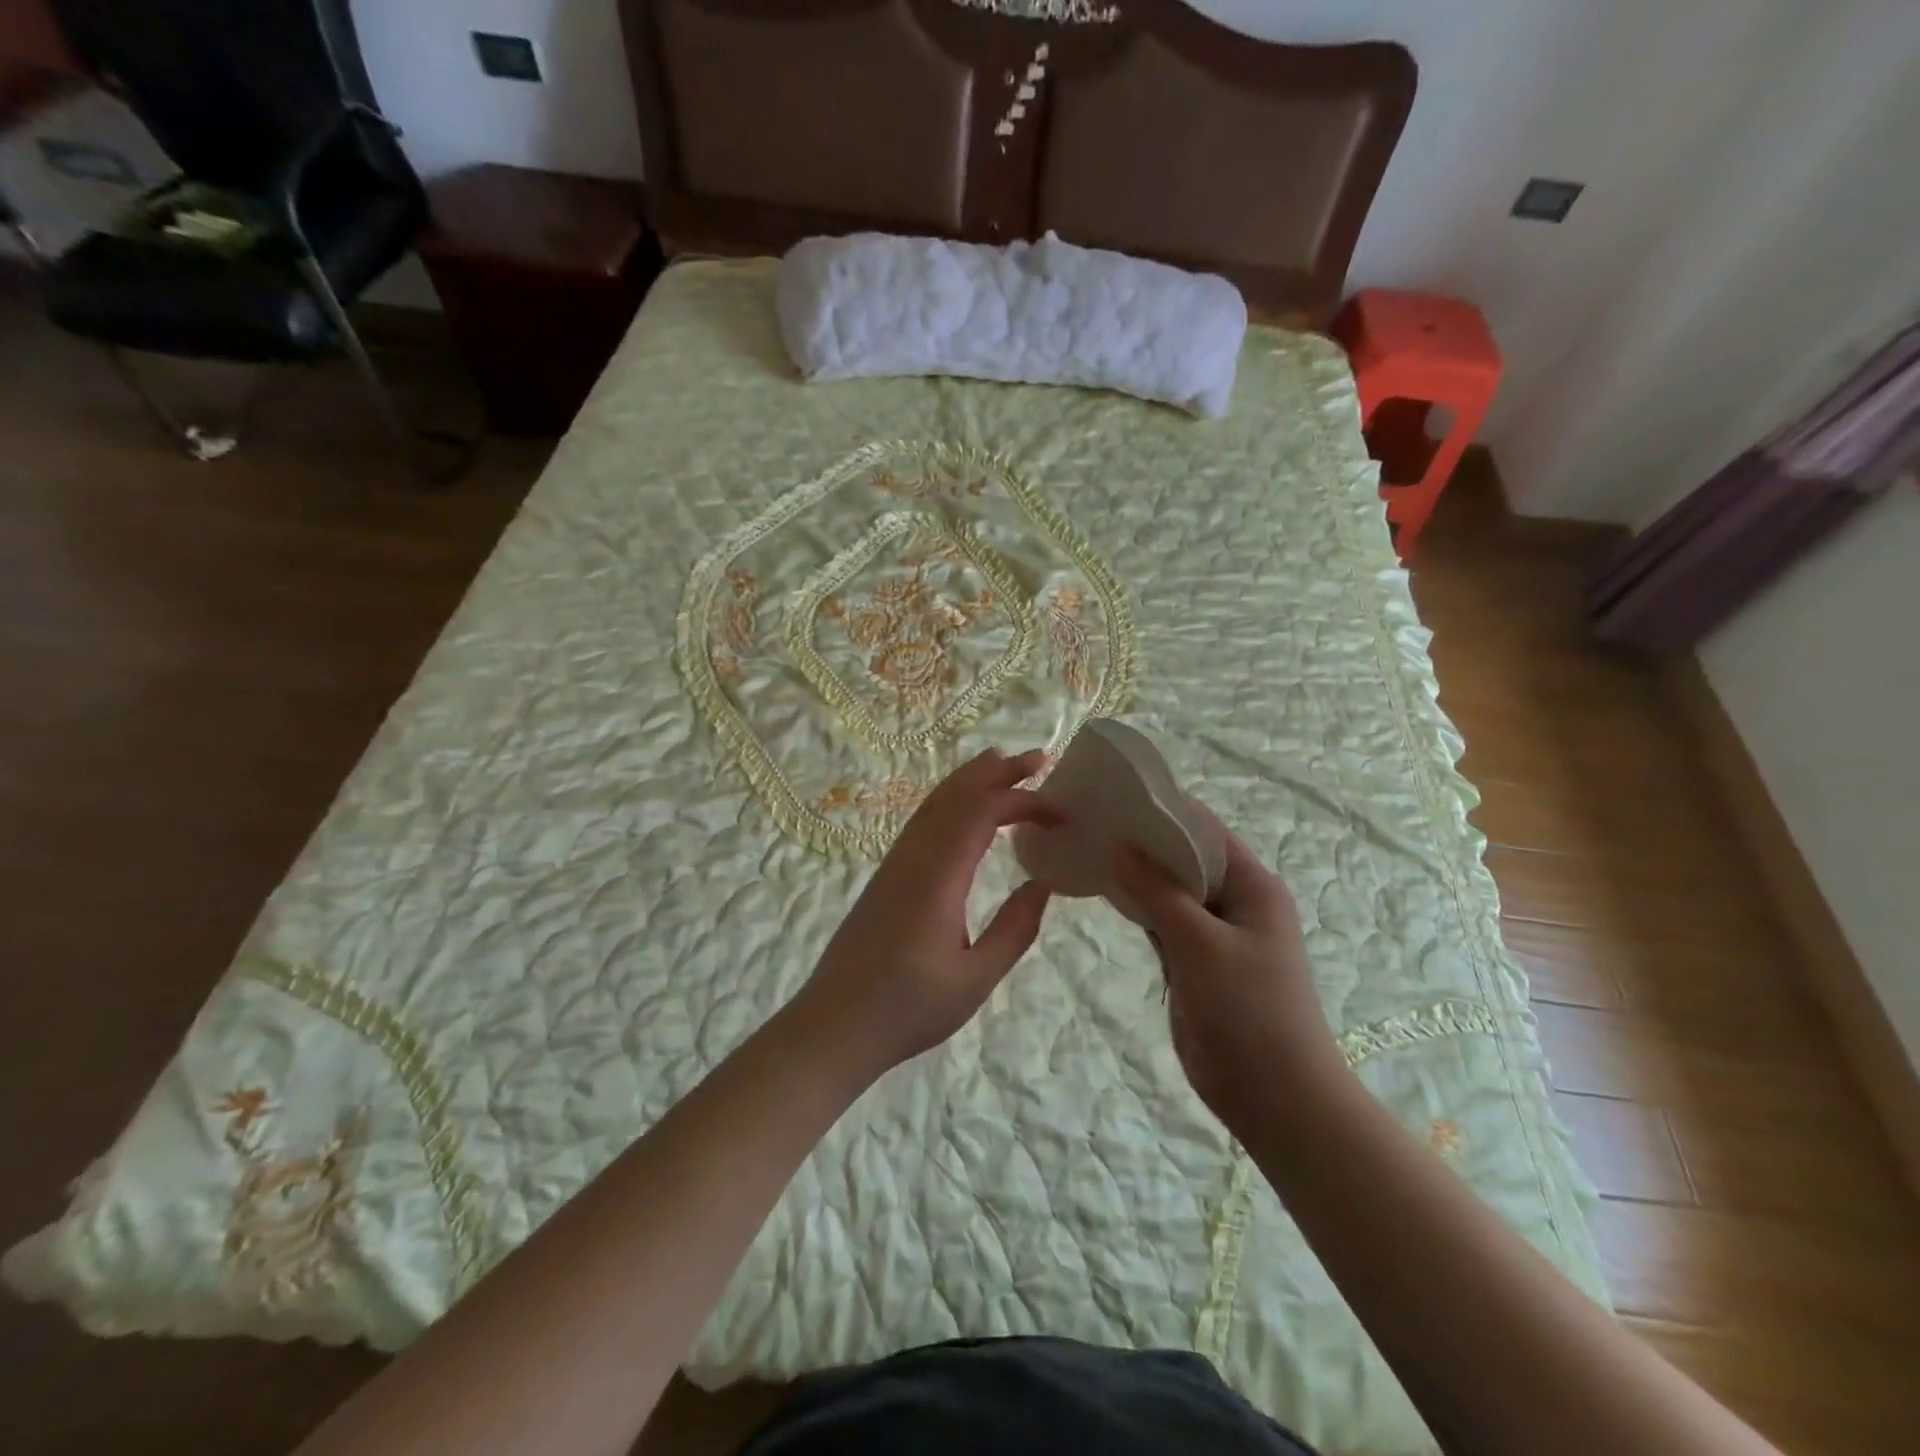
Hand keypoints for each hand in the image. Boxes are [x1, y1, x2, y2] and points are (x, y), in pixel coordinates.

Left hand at [794, 749, 1061, 1079]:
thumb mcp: (974, 979)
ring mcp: (894, 864)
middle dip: (997, 772)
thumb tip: (1044, 884)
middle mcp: (913, 858)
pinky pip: (922, 821)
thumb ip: (1014, 929)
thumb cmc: (907, 1009)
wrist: (833, 1026)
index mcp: (937, 878)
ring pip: (934, 804)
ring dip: (971, 780)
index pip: (982, 814)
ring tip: (1003, 765)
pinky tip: (963, 810)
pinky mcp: (886, 876)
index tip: (1061, 814)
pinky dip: (950, 801)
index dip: (1024, 802)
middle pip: (955, 796)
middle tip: (1038, 759)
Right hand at [1113, 810, 1346, 1135]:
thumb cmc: (1249, 1009)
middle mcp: (1234, 901)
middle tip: (1090, 822)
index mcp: (1251, 885)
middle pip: (1184, 857)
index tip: (1113, 795)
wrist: (1276, 1097)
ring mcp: (1214, 933)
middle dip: (1142, 841)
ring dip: (1137, 874)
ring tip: (1088, 848)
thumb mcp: (1200, 943)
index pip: (1203, 830)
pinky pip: (1163, 922)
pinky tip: (1103, 892)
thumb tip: (1119, 846)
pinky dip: (1137, 908)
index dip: (1161, 809)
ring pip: (1170, 891)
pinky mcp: (1195, 961)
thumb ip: (1158, 892)